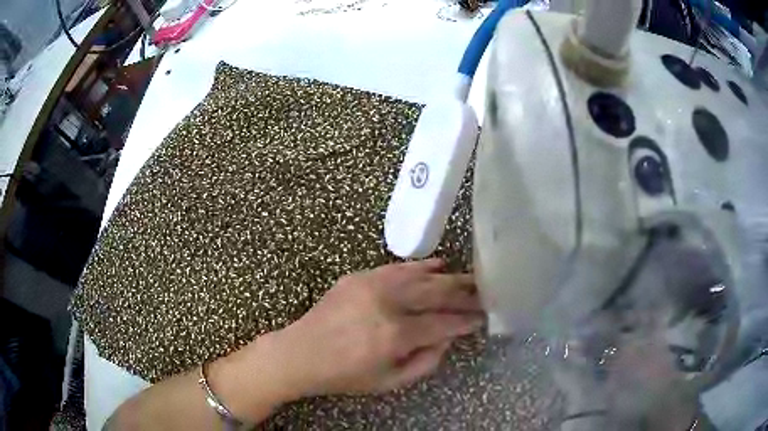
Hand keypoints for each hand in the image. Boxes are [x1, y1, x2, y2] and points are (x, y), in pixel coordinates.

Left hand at [275, 259, 483, 397]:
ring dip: (448, 277)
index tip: (483, 317)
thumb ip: (425, 362)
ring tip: (469, 277)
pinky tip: (437, 264)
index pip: (442, 324)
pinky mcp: (358, 277)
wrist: (301, 353)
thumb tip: (447, 338)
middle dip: (464, 293)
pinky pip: (396, 268)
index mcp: (394, 335)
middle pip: (436, 294)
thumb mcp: (389, 382)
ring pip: (420, 276)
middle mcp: (387, 304)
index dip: (465, 321)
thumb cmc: (345, 375)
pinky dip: (420, 266)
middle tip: (485, 292)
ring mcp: (371, 285)